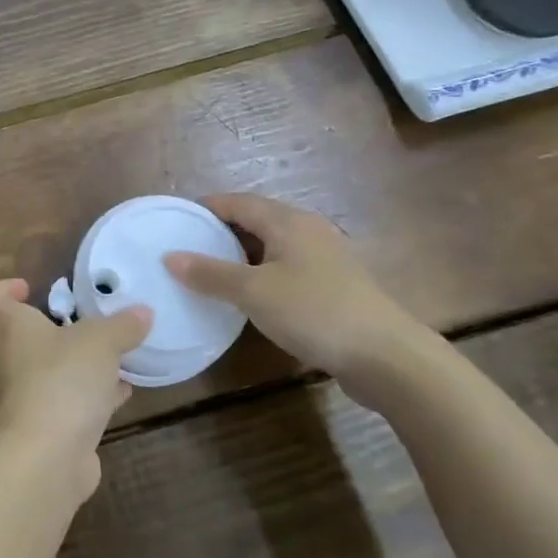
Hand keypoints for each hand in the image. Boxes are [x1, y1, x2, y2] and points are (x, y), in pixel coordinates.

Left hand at [0, 279, 151, 500]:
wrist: (46, 459)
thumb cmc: (62, 380)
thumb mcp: (101, 341)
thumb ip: (121, 325)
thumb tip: (142, 313)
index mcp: (7, 329)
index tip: (29, 289)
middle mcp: (5, 362)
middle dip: (18, 331)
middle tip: (53, 323)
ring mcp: (19, 400)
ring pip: (31, 375)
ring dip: (61, 365)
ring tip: (102, 356)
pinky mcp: (41, 430)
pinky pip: (62, 403)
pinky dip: (86, 396)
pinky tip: (119, 392)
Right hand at [164, 193, 433, 402]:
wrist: (386, 356)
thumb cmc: (315, 312)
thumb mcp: (254, 293)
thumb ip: (210, 274)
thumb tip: (170, 257)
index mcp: (288, 221)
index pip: (238, 201)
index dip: (206, 207)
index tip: (176, 219)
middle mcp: (307, 230)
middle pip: (256, 219)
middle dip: (221, 230)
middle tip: (187, 246)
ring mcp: (325, 257)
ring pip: (272, 245)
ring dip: (241, 254)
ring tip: (210, 271)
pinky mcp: (334, 284)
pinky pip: (286, 267)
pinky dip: (261, 272)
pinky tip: (249, 295)